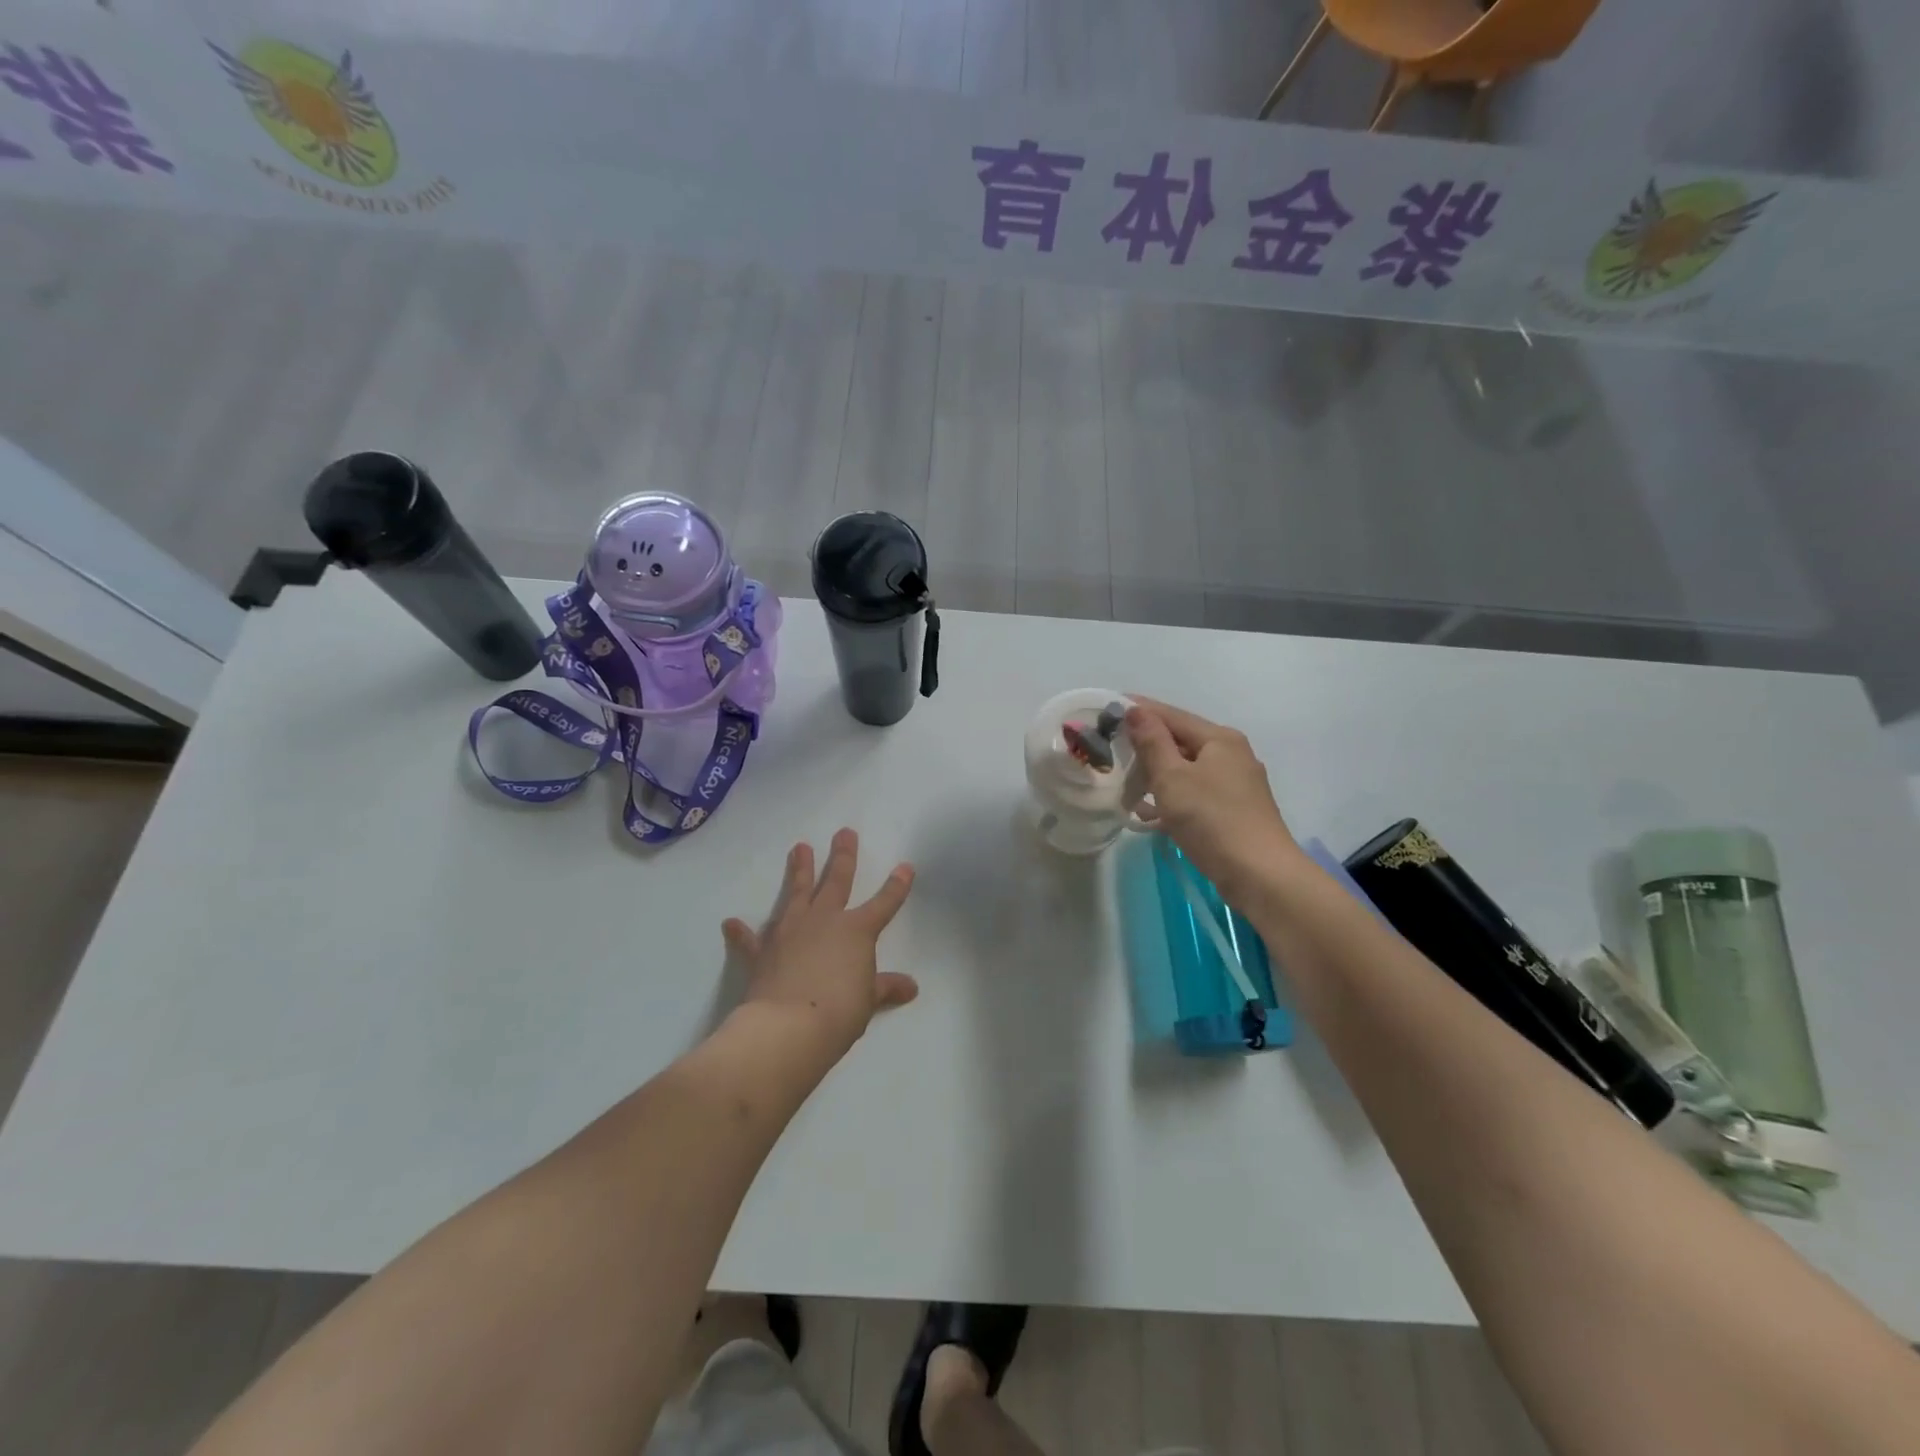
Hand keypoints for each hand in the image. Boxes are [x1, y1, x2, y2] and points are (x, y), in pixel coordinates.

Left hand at [722, 829, 918, 1058]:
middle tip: (844, 832)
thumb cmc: (839, 1012)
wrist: (788, 1027)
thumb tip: (911, 987)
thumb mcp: (868, 1001)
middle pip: (837, 881)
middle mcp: (825, 920)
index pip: (884, 903)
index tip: (905, 867)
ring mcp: (791, 931)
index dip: (897, 886)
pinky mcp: (763, 951)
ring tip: (799, 847)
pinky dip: (741, 932)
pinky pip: (750, 939)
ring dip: (799, 870)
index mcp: (857, 931)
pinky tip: (730, 922)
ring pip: (796, 892)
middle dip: (843, 856)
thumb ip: (885, 988)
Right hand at [1126, 697, 1302, 906]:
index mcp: (1219, 739)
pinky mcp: (1235, 811)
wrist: (1260, 875)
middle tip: (1111, 749)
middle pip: (1181, 741)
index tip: (1108, 708)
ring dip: (1156, 775)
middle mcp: (1232, 755)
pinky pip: (1195, 793)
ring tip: (1124, 783)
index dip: (1139, 710)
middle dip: (1146, 745)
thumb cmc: (1212, 819)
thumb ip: (1152, 742)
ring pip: (1186, 770)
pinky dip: (1172, 798)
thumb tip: (1136, 710)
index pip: (1171, 715)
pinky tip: (1149, 814)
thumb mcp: (1172, 778)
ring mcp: (1236, 784)